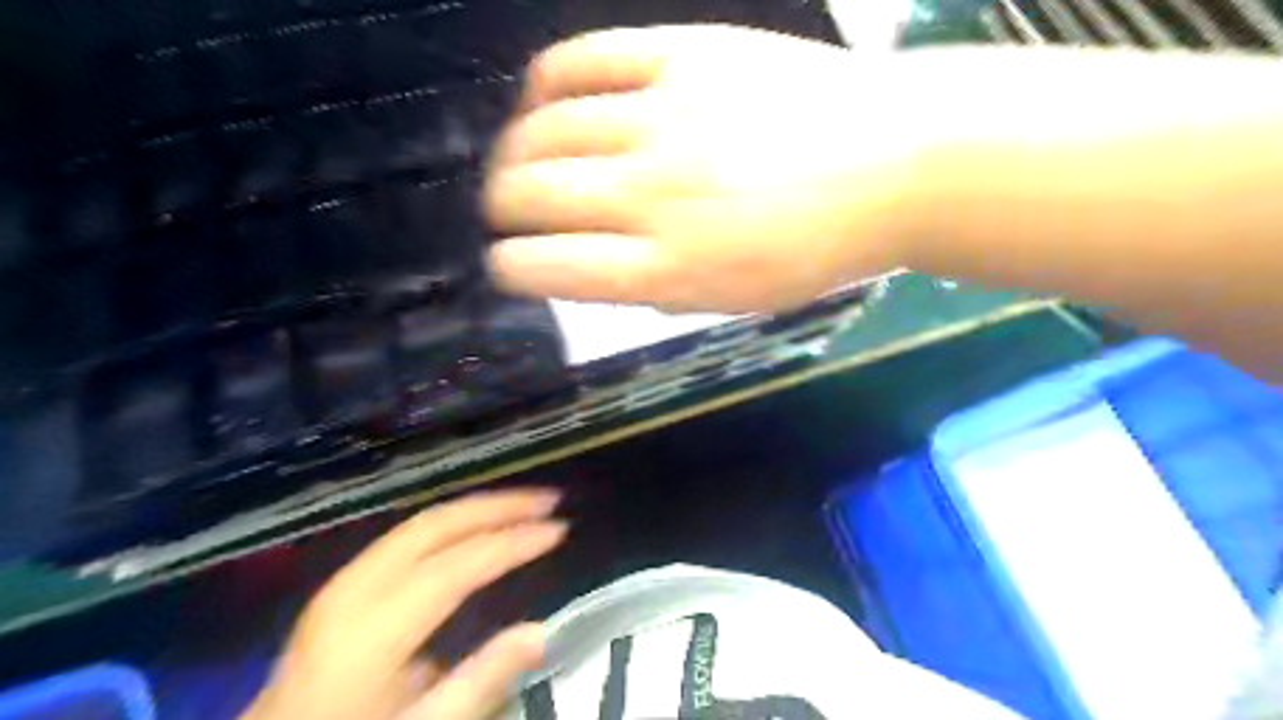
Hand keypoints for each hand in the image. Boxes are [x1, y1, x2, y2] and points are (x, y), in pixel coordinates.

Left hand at [238, 489, 563, 719]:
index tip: (558, 529)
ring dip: (477, 508)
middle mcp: (354, 589)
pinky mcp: (344, 584)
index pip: (456, 567)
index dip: (512, 543)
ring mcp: (344, 581)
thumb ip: (480, 683)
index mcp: (370, 632)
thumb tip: (540, 632)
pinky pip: (408, 536)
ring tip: (524, 505)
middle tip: (548, 501)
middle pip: (435, 526)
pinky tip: (478, 526)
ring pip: (421, 522)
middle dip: (497, 506)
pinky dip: (453, 523)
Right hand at [482, 26, 922, 310]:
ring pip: (541, 130)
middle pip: (528, 196)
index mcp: (666, 269)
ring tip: (521, 161)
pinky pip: (582, 59)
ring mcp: (663, 117)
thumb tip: (582, 267)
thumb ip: (652, 288)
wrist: (895, 165)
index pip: (545, 268)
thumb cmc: (814, 250)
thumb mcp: (732, 300)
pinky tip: (545, 101)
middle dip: (500, 210)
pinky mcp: (682, 54)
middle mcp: (651, 195)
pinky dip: (546, 84)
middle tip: (507, 212)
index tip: (508, 264)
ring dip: (513, 152)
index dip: (510, 268)